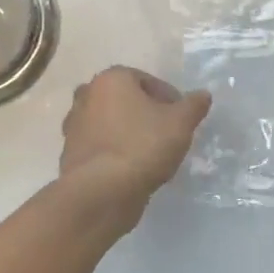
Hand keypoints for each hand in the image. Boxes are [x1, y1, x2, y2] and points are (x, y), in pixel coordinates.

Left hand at [59, 66, 211, 219]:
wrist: (100, 193)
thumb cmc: (142, 146)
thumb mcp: (180, 123)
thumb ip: (193, 105)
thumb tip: (203, 95)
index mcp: (111, 79)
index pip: (148, 81)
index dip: (169, 99)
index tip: (181, 119)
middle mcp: (87, 95)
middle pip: (126, 100)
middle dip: (145, 113)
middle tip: (166, 134)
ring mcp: (74, 125)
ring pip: (111, 123)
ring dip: (129, 133)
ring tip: (151, 154)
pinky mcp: (70, 154)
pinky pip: (101, 147)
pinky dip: (115, 153)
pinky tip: (132, 170)